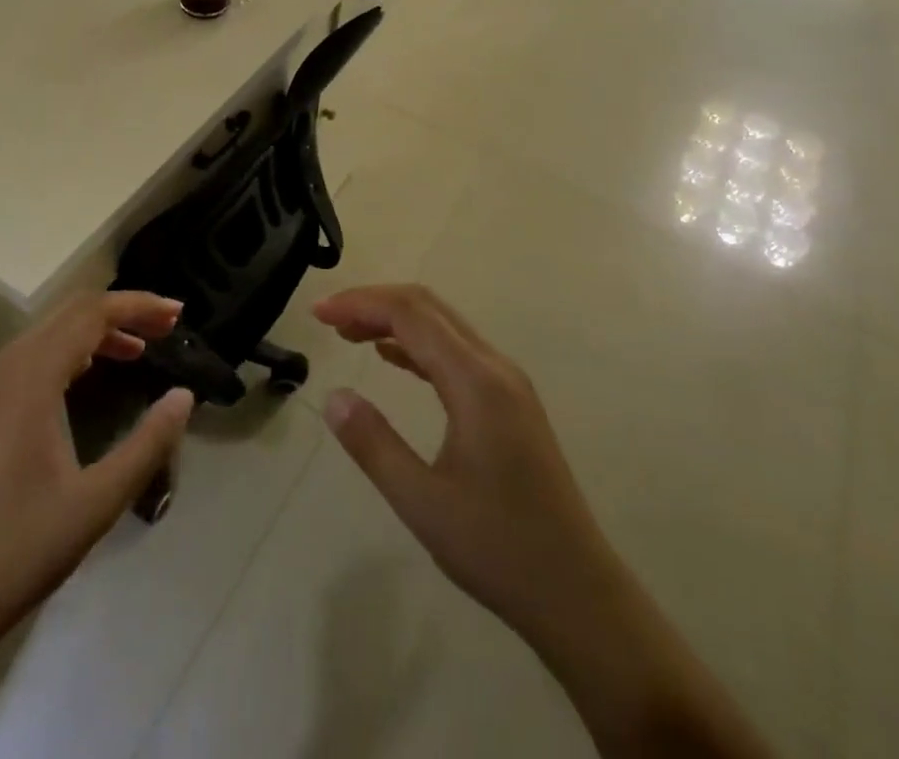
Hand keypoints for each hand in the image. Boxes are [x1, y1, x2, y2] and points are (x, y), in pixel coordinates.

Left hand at [0, 291, 195, 673]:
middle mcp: (2, 367)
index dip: (138, 305)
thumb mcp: (97, 502)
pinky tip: (86, 375)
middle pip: (69, 313)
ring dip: (94, 331)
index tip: (178, 314)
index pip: (91, 313)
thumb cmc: (17, 551)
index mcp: (29, 378)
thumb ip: (148, 444)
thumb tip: (184, 396)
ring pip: (47, 333)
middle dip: (121, 312)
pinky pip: (28, 356)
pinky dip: (67, 351)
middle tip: (166, 326)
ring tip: (139, 350)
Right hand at [314, 286, 775, 758]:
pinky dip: (417, 344)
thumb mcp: (422, 502)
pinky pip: (457, 351)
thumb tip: (332, 396)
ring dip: (395, 320)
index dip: (360, 303)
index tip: (319, 312)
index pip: (410, 314)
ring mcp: (508, 384)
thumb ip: (373, 444)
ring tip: (349, 334)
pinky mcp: (511, 403)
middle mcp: (495, 367)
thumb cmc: (498, 549)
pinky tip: (391, 358)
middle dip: (374, 302)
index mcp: (476, 381)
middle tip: (329, 318)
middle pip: (428, 307)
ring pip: (443, 326)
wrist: (580, 596)